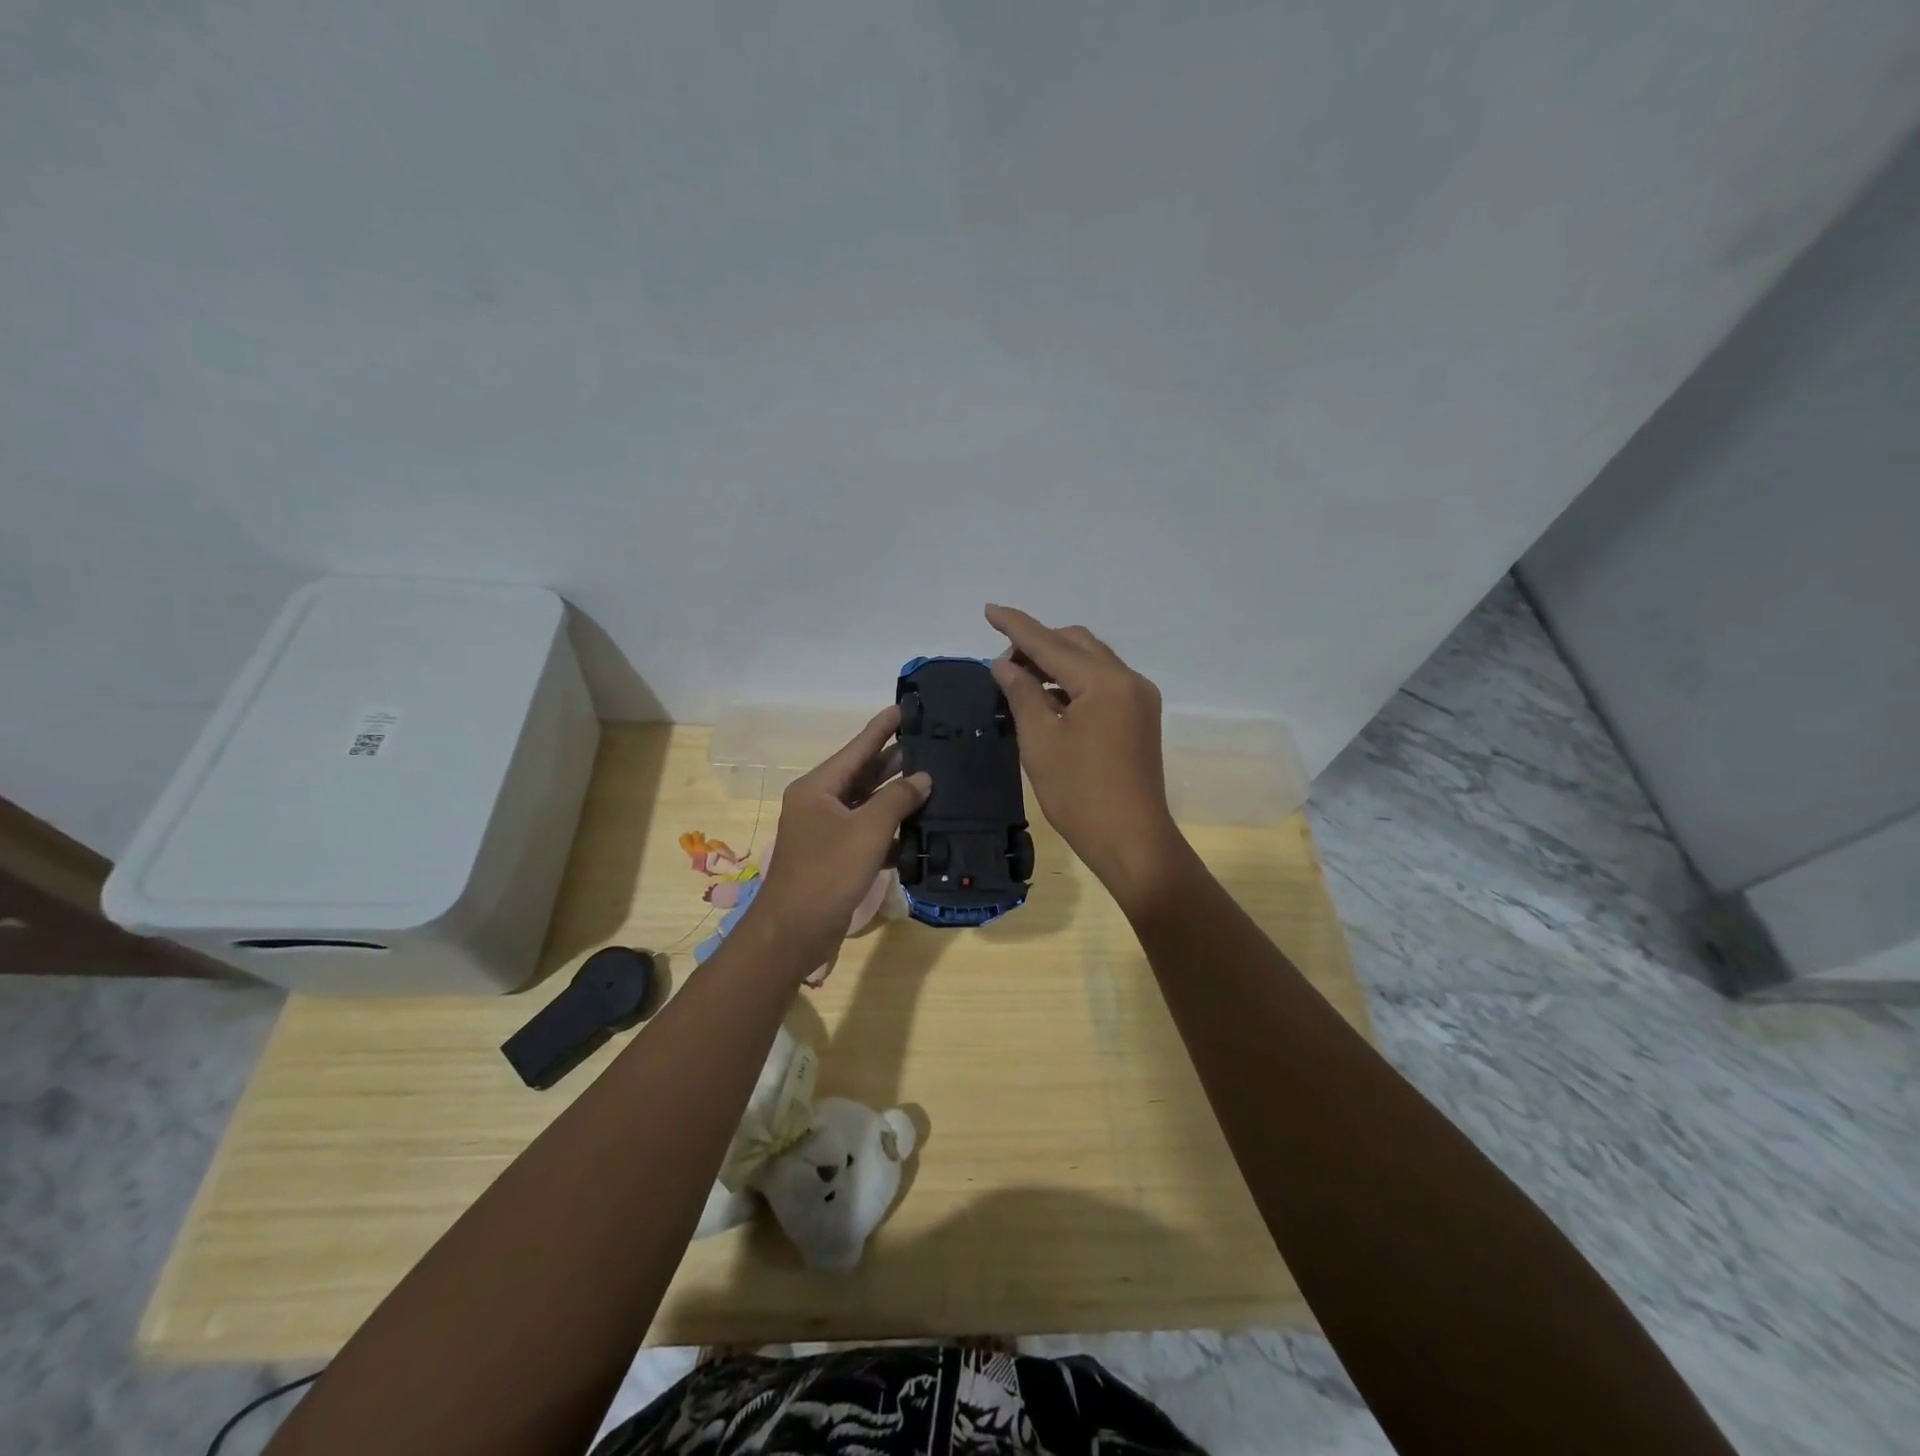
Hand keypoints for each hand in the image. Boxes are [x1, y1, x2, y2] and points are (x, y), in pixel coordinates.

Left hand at [744, 706, 930, 971]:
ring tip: (933, 779)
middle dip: (894, 760)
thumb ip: (898, 799)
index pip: (857, 748)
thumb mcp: (867, 830)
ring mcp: (827, 832)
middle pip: (862, 774)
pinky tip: (920, 827)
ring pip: (867, 804)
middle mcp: (820, 803)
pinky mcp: (836, 858)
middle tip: (929, 743)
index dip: (881, 728)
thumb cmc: (827, 873)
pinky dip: (890, 829)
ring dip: (896, 796)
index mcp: (818, 788)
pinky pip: (867, 832)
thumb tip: (923, 778)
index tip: (904, 708)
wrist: (794, 932)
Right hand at [985, 605, 1185, 909]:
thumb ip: (1022, 694)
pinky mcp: (1140, 717)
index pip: (1051, 643)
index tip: (989, 610)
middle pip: (1077, 644)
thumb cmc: (1080, 795)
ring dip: (1057, 663)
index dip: (1017, 626)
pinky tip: (1049, 699)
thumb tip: (1005, 664)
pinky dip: (1074, 682)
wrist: (1132, 841)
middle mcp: (1128, 680)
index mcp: (1104, 682)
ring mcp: (1139, 698)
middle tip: (1004, 666)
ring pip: (1092, 661)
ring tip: (1021, 681)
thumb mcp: (1041, 742)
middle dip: (1039, 645)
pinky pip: (1103, 683)